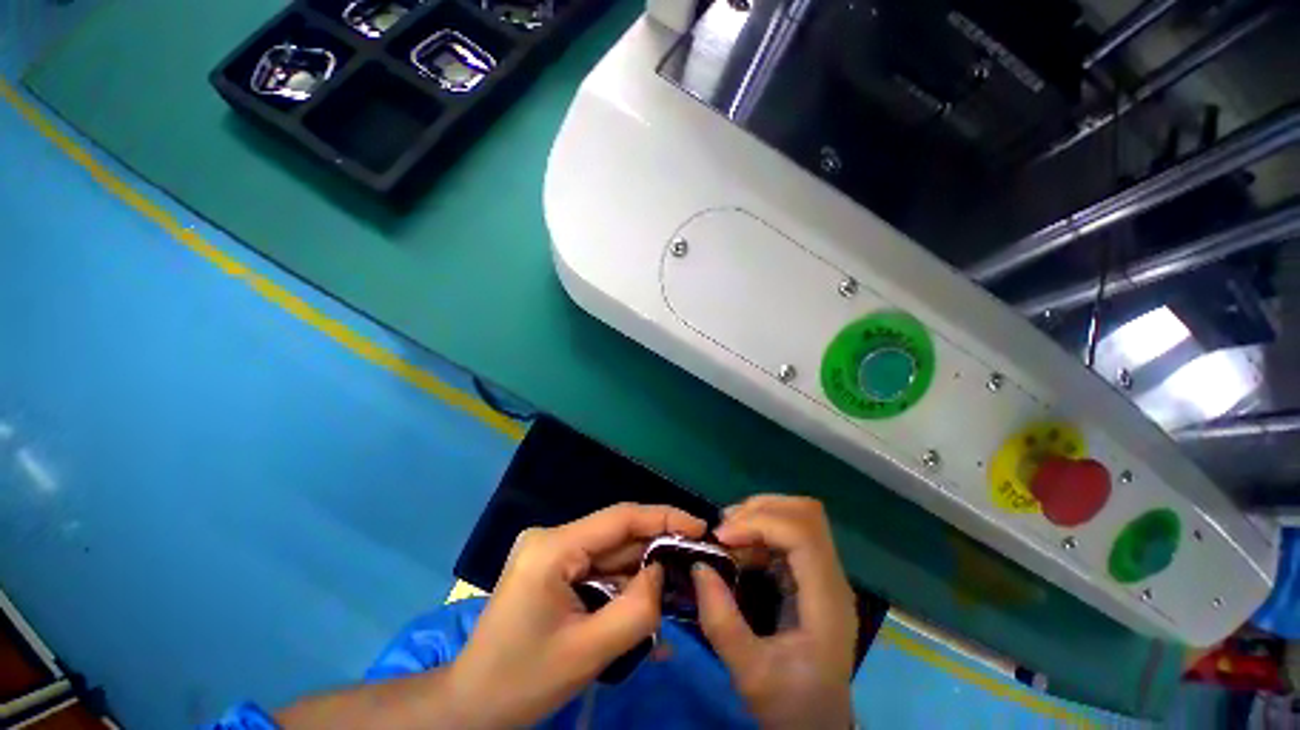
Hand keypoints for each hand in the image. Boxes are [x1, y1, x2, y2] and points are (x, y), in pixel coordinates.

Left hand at [449, 503, 706, 727]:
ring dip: (642, 571)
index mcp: (554, 547)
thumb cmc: (523, 682)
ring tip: (678, 587)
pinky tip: (645, 603)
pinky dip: (623, 585)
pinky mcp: (554, 567)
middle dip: (656, 548)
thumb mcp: (589, 652)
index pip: (620, 518)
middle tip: (696, 561)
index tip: (700, 527)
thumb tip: (663, 571)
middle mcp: (553, 538)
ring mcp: (552, 551)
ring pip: (610, 553)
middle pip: (617, 535)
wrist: (471, 706)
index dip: (663, 517)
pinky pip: (598, 568)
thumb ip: (637, 609)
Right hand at [693, 496, 857, 729]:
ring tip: (728, 534)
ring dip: (759, 515)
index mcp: (826, 602)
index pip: (803, 535)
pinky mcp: (811, 575)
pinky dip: (760, 530)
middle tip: (724, 528)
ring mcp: (823, 574)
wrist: (818, 726)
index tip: (722, 537)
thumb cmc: (790, 705)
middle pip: (806, 514)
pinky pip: (788, 533)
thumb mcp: (749, 673)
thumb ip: (721, 621)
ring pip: (798, 517)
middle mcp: (832, 579)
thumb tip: (699, 566)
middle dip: (760, 510)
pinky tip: (739, 547)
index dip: (760, 524)